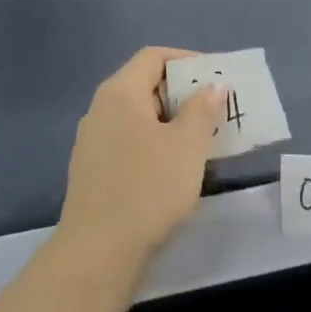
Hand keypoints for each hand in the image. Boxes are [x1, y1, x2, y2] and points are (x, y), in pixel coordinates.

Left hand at [53, 47, 226, 300]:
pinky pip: (130, 143)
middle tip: (217, 112)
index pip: (154, 57)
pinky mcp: (94, 172)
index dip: (188, 60)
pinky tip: (176, 171)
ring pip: (139, 118)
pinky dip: (156, 145)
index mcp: (120, 93)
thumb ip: (202, 110)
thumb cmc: (147, 189)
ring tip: (204, 141)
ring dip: (172, 123)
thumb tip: (212, 86)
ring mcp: (93, 142)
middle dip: (184, 94)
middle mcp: (101, 109)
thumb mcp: (187, 146)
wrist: (97, 254)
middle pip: (146, 85)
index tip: (216, 79)